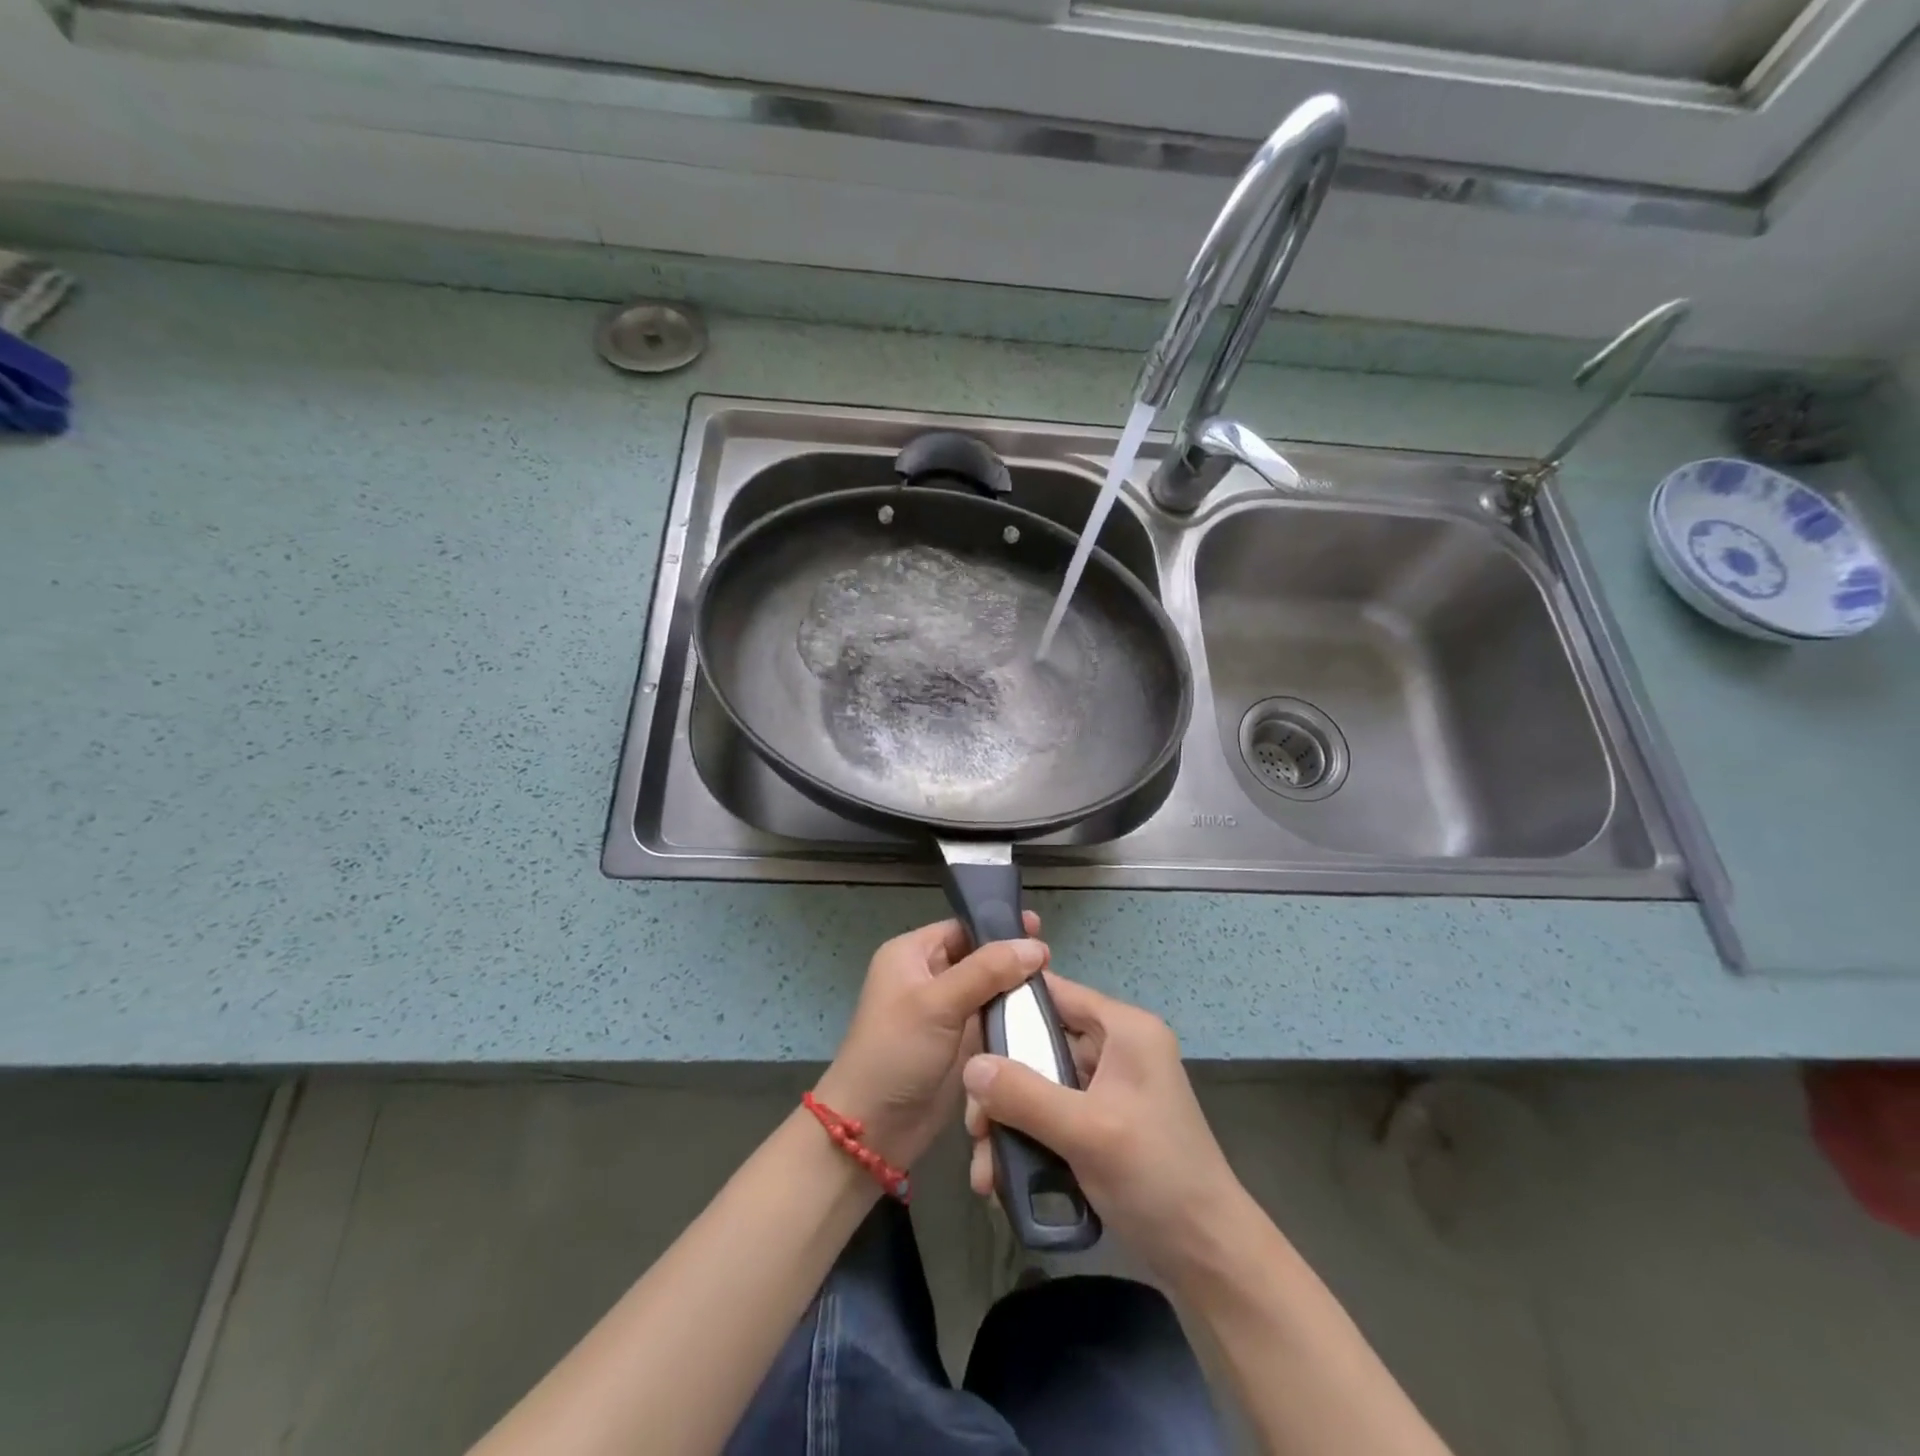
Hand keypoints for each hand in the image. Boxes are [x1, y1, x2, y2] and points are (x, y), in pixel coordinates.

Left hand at [814, 914, 1045, 1169]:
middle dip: (1012, 960)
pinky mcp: (958, 1043)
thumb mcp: (938, 1003)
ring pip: (988, 990)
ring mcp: (944, 1012)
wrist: (873, 1129)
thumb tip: (1035, 946)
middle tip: (1053, 964)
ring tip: (1056, 990)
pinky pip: (990, 1019)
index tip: (1040, 930)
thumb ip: (987, 970)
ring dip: (1016, 991)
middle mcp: (927, 976)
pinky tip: (1042, 1018)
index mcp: (911, 954)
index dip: (998, 927)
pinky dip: (1012, 1018)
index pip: (961, 928)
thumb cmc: (896, 1052)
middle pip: (978, 957)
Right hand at [962, 972, 1243, 1276]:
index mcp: (1125, 1030)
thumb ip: (1024, 1094)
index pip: (1057, 994)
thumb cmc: (1157, 1178)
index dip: (1009, 1005)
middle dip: (1001, 1086)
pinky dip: (1026, 1141)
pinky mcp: (1101, 1124)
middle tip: (973, 1127)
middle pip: (1040, 1046)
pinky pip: (1051, 1116)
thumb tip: (969, 1066)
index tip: (965, 1033)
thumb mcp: (1087, 1132)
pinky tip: (1002, 1180)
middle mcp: (1116, 1049)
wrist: (1209, 1259)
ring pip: (1039, 1086)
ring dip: (1007, 1122)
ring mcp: (1109, 1089)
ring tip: (984, 1170)